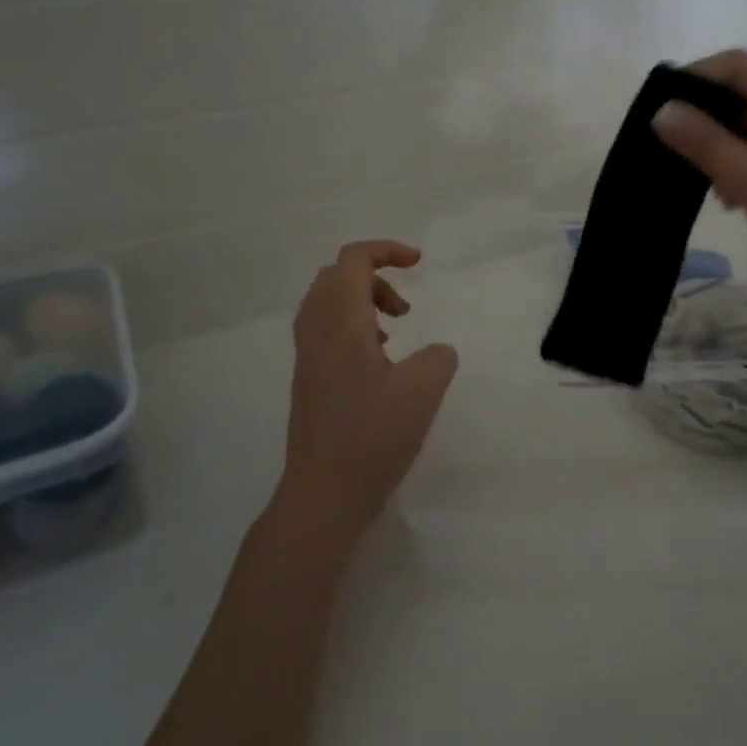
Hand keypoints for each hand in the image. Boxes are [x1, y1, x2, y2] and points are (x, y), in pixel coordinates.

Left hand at [275, 240, 458, 553]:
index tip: (420, 263)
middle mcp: (316, 332)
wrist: (323, 495)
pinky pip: (327, 332)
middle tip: (406, 307)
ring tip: (397, 332)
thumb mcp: (423, 390)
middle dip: (375, 278)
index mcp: (339, 322)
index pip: (352, 260)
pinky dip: (355, 329)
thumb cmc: (372, 436)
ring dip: (364, 304)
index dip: (386, 250)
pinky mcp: (309, 382)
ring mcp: (308, 358)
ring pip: (329, 305)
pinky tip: (381, 364)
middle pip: (336, 277)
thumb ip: (439, 357)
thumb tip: (436, 352)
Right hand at [652, 49, 746, 327]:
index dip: (696, 79)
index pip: (741, 65)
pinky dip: (746, 165)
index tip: (658, 109)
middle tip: (672, 149)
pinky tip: (730, 197)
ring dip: (725, 146)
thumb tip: (661, 111)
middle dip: (709, 116)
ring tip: (701, 180)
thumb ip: (708, 145)